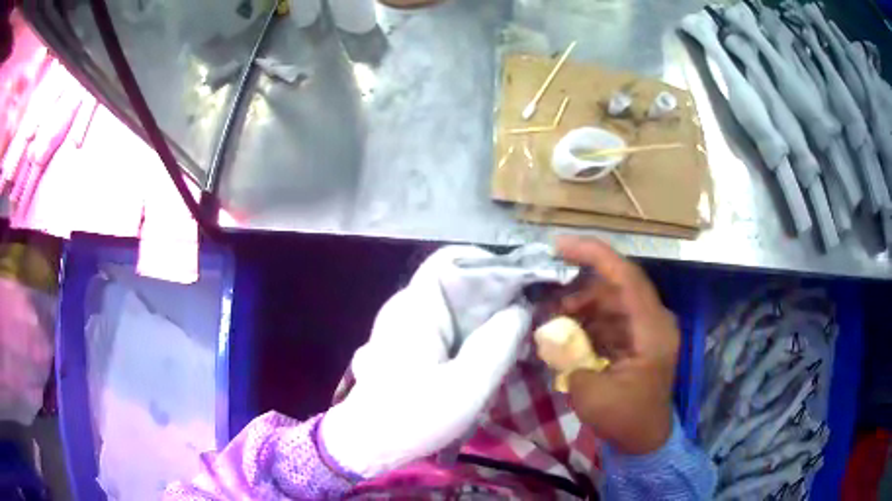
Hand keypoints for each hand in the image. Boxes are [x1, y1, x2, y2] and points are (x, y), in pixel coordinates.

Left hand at [322, 246, 567, 477]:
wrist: (367, 444)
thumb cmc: (414, 417)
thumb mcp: (467, 386)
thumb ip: (500, 343)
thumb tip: (522, 308)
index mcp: (415, 306)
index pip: (451, 258)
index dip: (489, 262)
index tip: (523, 283)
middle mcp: (406, 306)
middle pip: (456, 282)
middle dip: (494, 296)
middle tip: (524, 320)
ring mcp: (402, 324)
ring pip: (452, 306)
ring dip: (483, 319)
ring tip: (512, 340)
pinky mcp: (405, 343)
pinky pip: (443, 325)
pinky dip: (468, 333)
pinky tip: (485, 356)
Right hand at [557, 237, 678, 454]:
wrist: (644, 440)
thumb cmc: (625, 420)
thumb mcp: (591, 394)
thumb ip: (570, 358)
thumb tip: (552, 335)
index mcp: (652, 330)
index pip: (627, 277)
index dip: (594, 255)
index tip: (560, 246)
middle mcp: (653, 320)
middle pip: (615, 286)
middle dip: (579, 288)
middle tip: (547, 300)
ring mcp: (645, 328)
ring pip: (610, 301)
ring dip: (580, 306)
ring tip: (552, 321)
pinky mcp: (635, 338)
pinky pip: (609, 317)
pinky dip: (586, 321)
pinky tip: (565, 333)